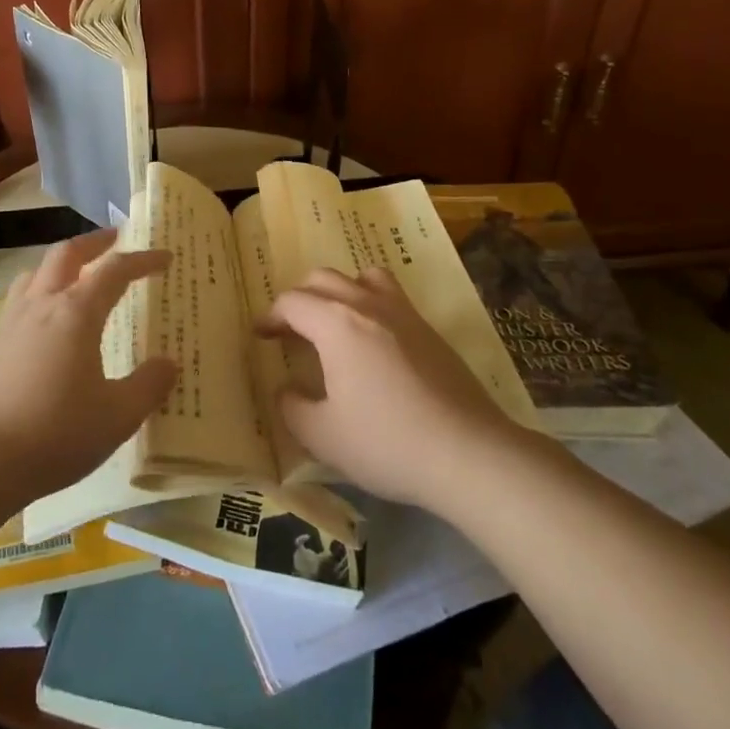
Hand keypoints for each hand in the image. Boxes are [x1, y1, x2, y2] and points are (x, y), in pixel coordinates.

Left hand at [0, 230, 174, 505]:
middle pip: (67, 254)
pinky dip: (39, 292)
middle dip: (94, 242)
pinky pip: (19, 300)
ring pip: (35, 272)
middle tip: (115, 240)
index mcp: (76, 313)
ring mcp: (10, 322)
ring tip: (76, 275)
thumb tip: (169, 363)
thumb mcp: (117, 417)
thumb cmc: (56, 434)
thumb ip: (148, 386)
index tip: (164, 256)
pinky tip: (44, 322)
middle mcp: (42, 305)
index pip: (114, 270)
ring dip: (61, 263)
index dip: (142, 259)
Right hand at [268, 267, 513, 507]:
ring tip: (334, 322)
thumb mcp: (322, 436)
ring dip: (339, 290)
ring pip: (362, 276)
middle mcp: (367, 305)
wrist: (468, 453)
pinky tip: (374, 342)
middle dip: (299, 299)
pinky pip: (391, 296)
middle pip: (323, 279)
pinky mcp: (429, 330)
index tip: (261, 336)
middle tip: (291, 330)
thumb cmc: (386, 442)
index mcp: (336, 323)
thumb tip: (287, 389)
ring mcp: (403, 313)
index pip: (292, 303)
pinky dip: (370, 302)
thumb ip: (292, 407)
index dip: (270, 316)